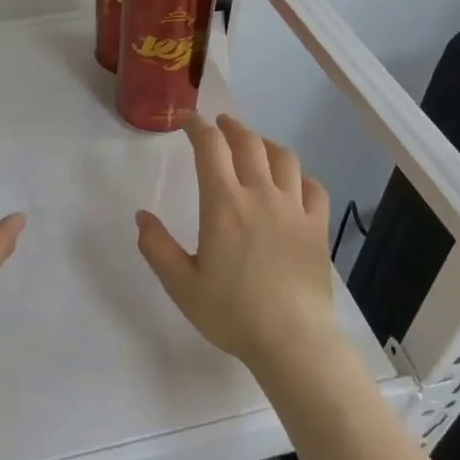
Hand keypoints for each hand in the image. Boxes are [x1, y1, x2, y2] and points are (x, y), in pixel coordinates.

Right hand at [136, 113, 333, 369]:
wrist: (292, 340)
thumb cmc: (231, 313)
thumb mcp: (181, 284)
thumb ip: (157, 247)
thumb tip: (142, 216)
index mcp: (224, 204)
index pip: (210, 147)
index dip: (196, 126)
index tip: (186, 119)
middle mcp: (261, 195)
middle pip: (248, 143)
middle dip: (230, 127)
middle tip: (219, 124)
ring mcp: (294, 209)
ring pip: (284, 158)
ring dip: (265, 144)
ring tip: (255, 146)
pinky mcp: (317, 228)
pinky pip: (313, 187)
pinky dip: (300, 177)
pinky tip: (293, 184)